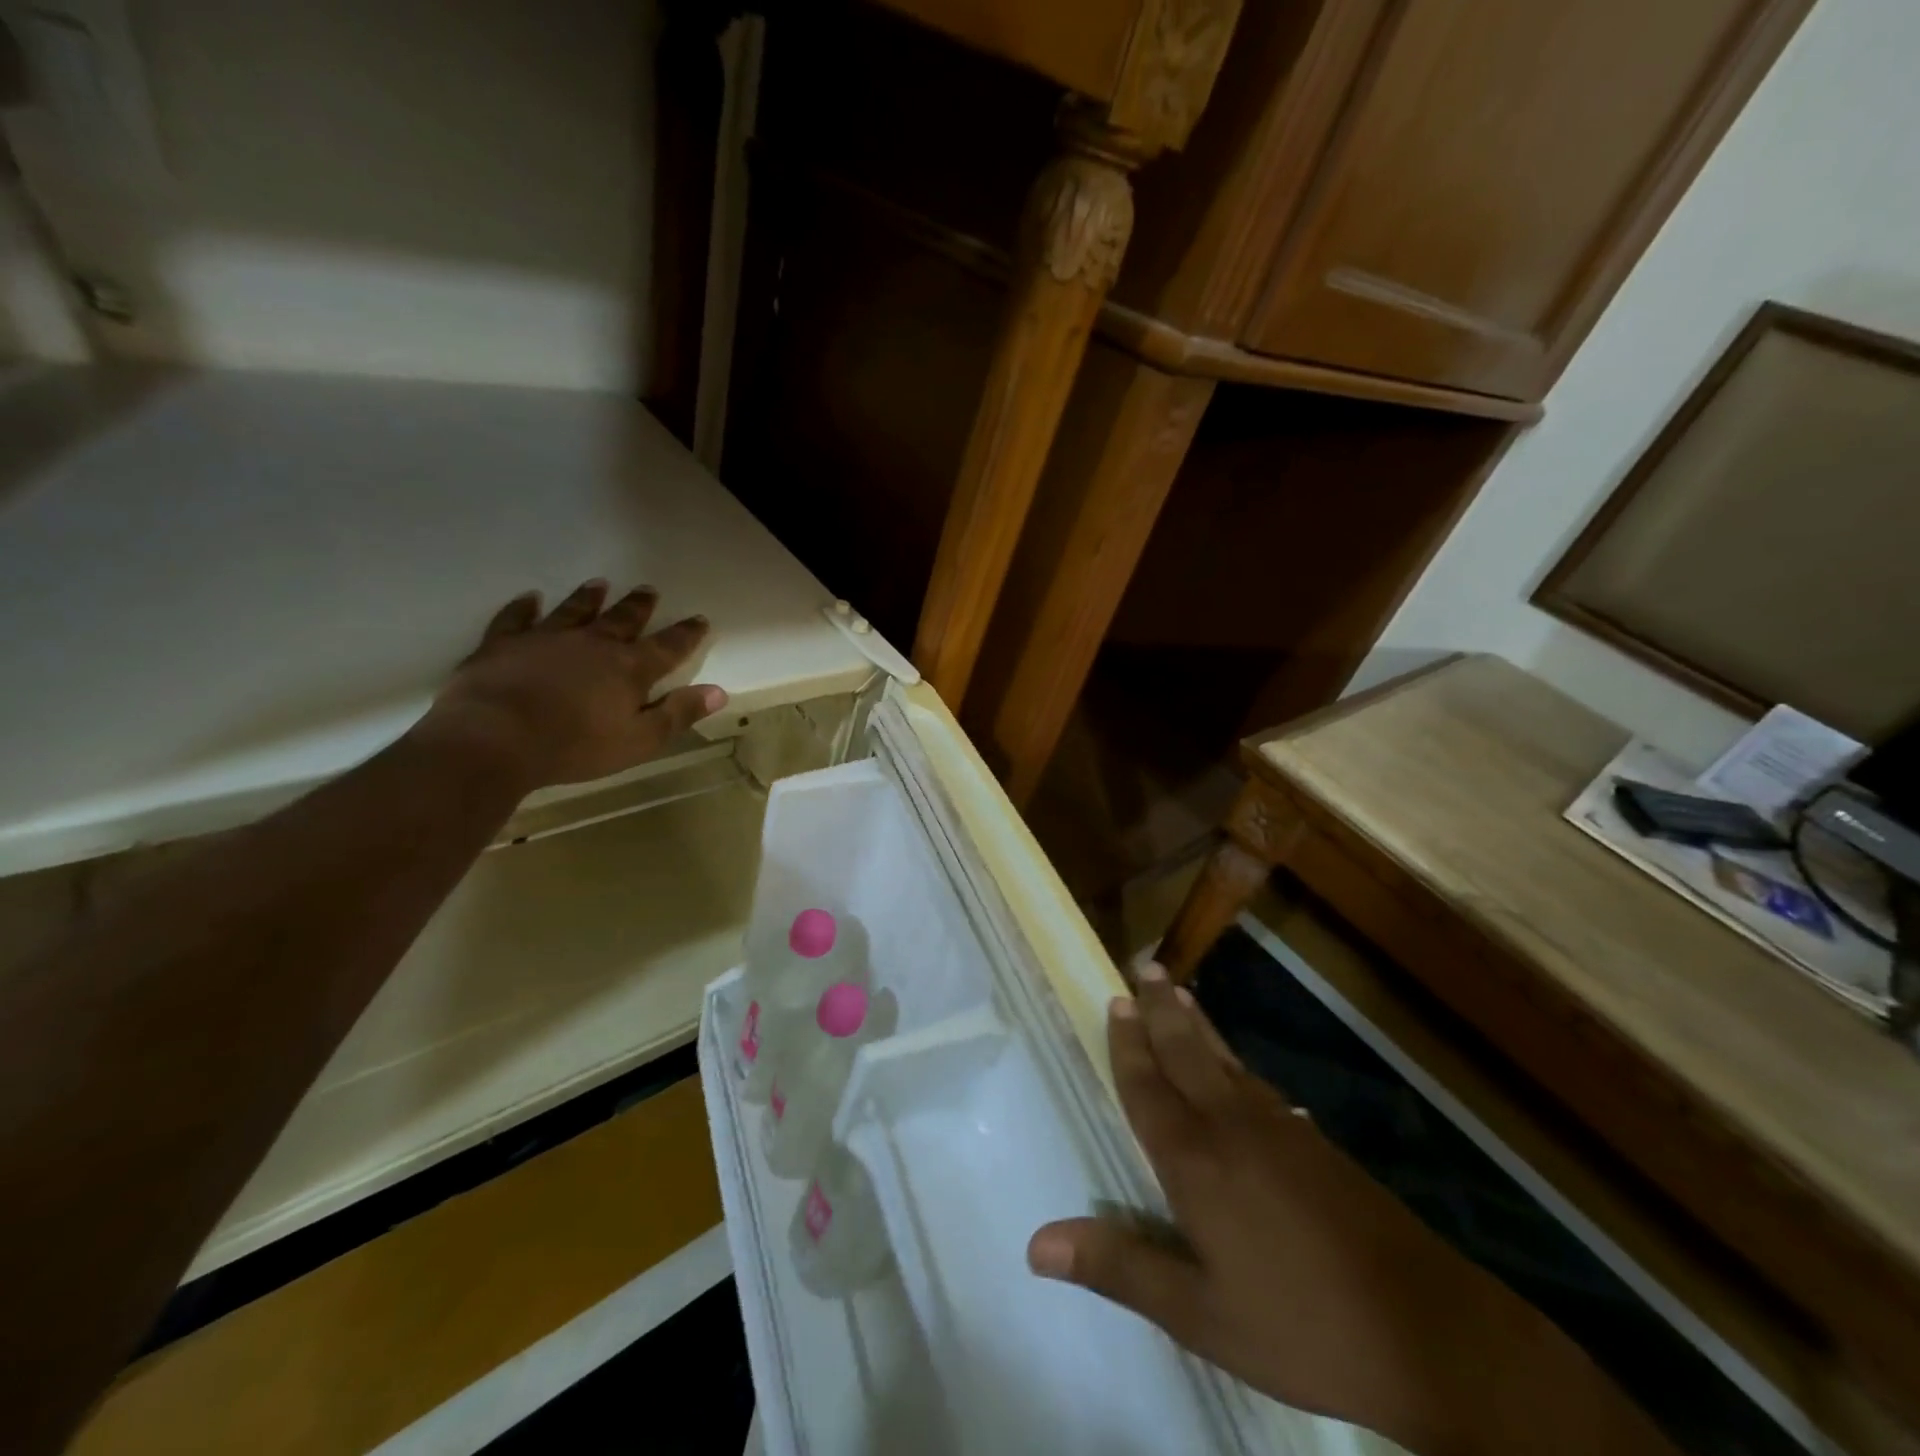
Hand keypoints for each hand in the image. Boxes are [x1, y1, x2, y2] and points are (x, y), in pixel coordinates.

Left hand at [420, 581, 727, 791]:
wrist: (495, 739)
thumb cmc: (576, 746)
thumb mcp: (640, 740)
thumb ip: (678, 713)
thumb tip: (718, 691)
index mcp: (629, 669)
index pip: (668, 647)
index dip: (686, 634)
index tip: (699, 619)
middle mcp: (593, 644)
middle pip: (622, 620)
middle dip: (638, 607)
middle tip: (649, 590)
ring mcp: (546, 639)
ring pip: (574, 611)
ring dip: (589, 598)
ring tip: (600, 584)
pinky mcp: (504, 644)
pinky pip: (516, 618)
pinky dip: (524, 607)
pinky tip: (530, 598)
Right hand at [1025, 967, 1535, 1453]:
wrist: (1428, 1332)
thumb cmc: (1300, 1325)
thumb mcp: (1199, 1314)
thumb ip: (1119, 1268)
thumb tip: (1036, 1243)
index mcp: (1195, 1161)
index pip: (1148, 1087)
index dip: (1128, 1044)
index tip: (1115, 999)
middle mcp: (1231, 1127)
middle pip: (1186, 1052)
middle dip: (1160, 1009)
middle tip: (1144, 966)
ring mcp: (1279, 1130)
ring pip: (1224, 1060)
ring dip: (1195, 1024)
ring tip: (1178, 993)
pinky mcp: (1314, 1143)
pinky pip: (1256, 1082)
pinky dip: (1232, 1059)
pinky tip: (1237, 1069)